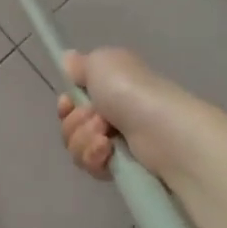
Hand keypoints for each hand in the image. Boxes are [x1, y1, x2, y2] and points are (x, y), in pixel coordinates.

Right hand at [55, 48, 194, 180]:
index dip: (66, 104)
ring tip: (106, 136)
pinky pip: (90, 164)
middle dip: (76, 122)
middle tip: (98, 118)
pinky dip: (94, 157)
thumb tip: (69, 60)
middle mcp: (113, 113)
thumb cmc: (130, 91)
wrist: (160, 131)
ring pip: (76, 146)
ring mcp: (117, 141)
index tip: (68, 103)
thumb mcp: (101, 62)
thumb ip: (80, 63)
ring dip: (84, 139)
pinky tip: (108, 151)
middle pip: (70, 124)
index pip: (73, 100)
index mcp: (110, 87)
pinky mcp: (121, 167)